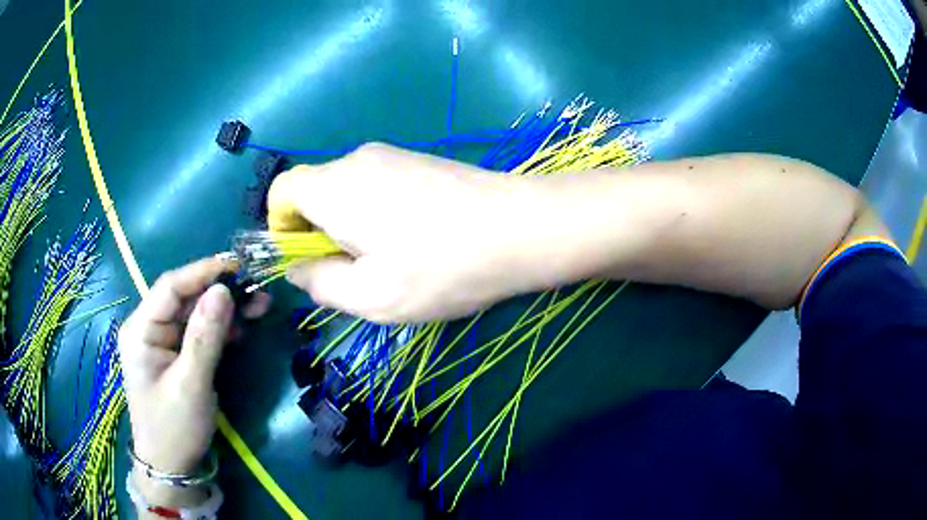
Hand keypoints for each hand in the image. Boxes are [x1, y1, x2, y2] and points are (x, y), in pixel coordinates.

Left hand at [118, 257, 269, 508]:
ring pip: (194, 313)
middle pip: (184, 298)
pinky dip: (220, 328)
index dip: (202, 272)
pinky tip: (241, 327)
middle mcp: (148, 328)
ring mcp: (161, 341)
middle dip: (219, 292)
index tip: (238, 266)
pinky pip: (198, 332)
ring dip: (224, 309)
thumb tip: (223, 290)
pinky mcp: (175, 354)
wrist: (172, 467)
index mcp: (140, 330)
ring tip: (258, 305)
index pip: (170, 287)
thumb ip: (205, 337)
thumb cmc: (175, 428)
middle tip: (256, 289)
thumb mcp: (191, 385)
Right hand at [267, 144, 550, 323]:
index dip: (280, 227)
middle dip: (320, 233)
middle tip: (356, 272)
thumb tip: (298, 268)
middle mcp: (357, 159)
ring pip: (349, 190)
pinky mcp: (422, 160)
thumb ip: (319, 283)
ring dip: (353, 226)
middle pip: (315, 191)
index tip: (306, 260)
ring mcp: (394, 155)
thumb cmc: (441, 268)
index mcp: (334, 187)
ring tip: (393, 260)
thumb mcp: (370, 296)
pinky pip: (380, 186)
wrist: (522, 228)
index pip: (281, 191)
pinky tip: (418, 240)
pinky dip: (379, 213)